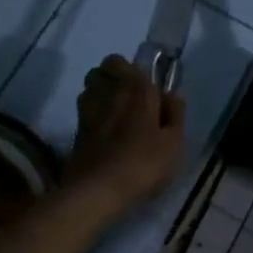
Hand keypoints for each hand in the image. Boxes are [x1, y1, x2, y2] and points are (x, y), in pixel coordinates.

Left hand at [67, 56, 185, 218]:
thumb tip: (170, 95)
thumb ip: (175, 113)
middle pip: (104, 68)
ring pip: (91, 85)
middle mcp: (109, 90)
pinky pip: (85, 107)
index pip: (124, 61)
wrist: (98, 190)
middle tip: (131, 96)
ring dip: (101, 90)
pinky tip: (104, 129)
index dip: (135, 72)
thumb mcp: (174, 142)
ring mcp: (88, 108)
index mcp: (135, 87)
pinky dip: (93, 111)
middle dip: (115, 75)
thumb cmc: (143, 163)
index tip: (148, 89)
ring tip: (115, 110)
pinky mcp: (77, 128)